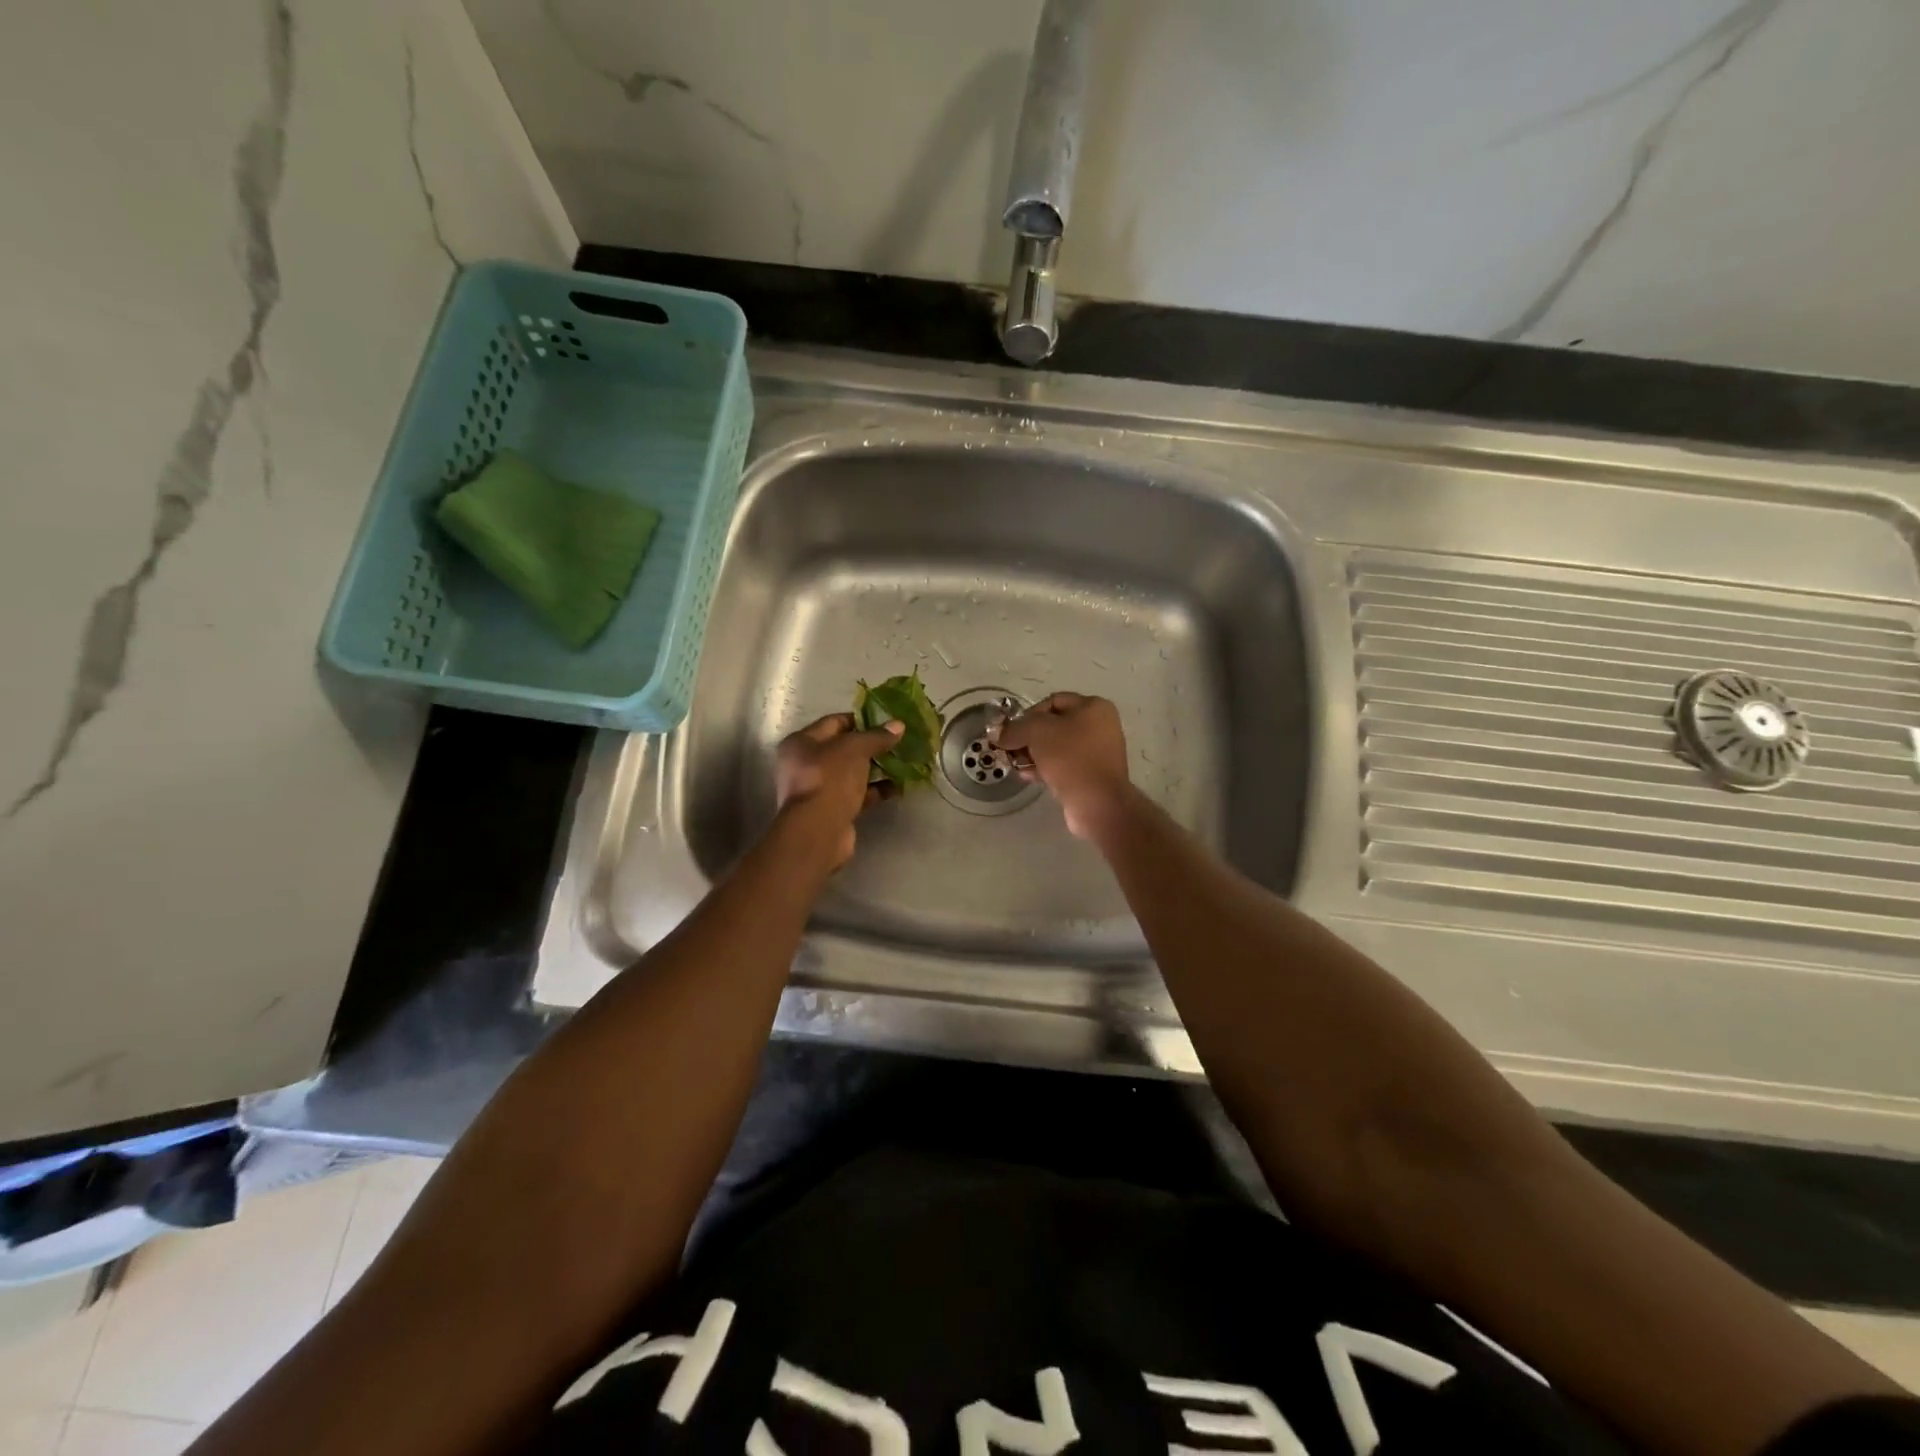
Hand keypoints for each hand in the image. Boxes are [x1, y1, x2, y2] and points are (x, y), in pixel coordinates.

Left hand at [775, 713, 904, 866]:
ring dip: (876, 769)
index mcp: (801, 742)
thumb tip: (898, 725)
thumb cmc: (830, 778)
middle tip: (897, 743)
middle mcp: (805, 764)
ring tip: (903, 763)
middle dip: (871, 747)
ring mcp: (819, 789)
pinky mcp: (832, 810)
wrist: (819, 831)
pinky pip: (857, 794)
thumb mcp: (855, 749)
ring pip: (852, 773)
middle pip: (844, 749)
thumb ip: (877, 736)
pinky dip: (875, 790)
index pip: (834, 722)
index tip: (886, 722)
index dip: (861, 720)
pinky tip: (897, 787)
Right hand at [989, 692, 1133, 840]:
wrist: (1097, 802)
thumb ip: (1014, 729)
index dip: (1028, 714)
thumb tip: (996, 733)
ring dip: (1034, 754)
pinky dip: (1045, 768)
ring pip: (1057, 747)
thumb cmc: (1070, 757)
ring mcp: (1098, 752)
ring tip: (1015, 764)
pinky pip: (1064, 766)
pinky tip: (1027, 776)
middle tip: (1009, 750)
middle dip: (1028, 737)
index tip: (1011, 732)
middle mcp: (1100, 726)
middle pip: (1054, 725)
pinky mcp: (1092, 775)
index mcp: (1093, 706)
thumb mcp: (1037, 733)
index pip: (1052, 701)